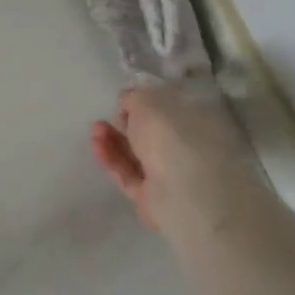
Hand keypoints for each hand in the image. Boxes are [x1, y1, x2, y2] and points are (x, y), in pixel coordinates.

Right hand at [90, 85, 248, 232]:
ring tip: (96, 128)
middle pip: (151, 136)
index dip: (147, 105)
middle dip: (126, 124)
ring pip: (137, 156)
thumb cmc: (172, 138)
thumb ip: (135, 98)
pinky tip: (97, 145)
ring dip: (115, 140)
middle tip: (108, 115)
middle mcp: (187, 151)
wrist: (181, 191)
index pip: (171, 113)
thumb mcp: (149, 103)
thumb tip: (127, 99)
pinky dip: (112, 159)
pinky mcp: (150, 196)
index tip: (125, 101)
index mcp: (198, 125)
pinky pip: (128, 174)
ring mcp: (169, 176)